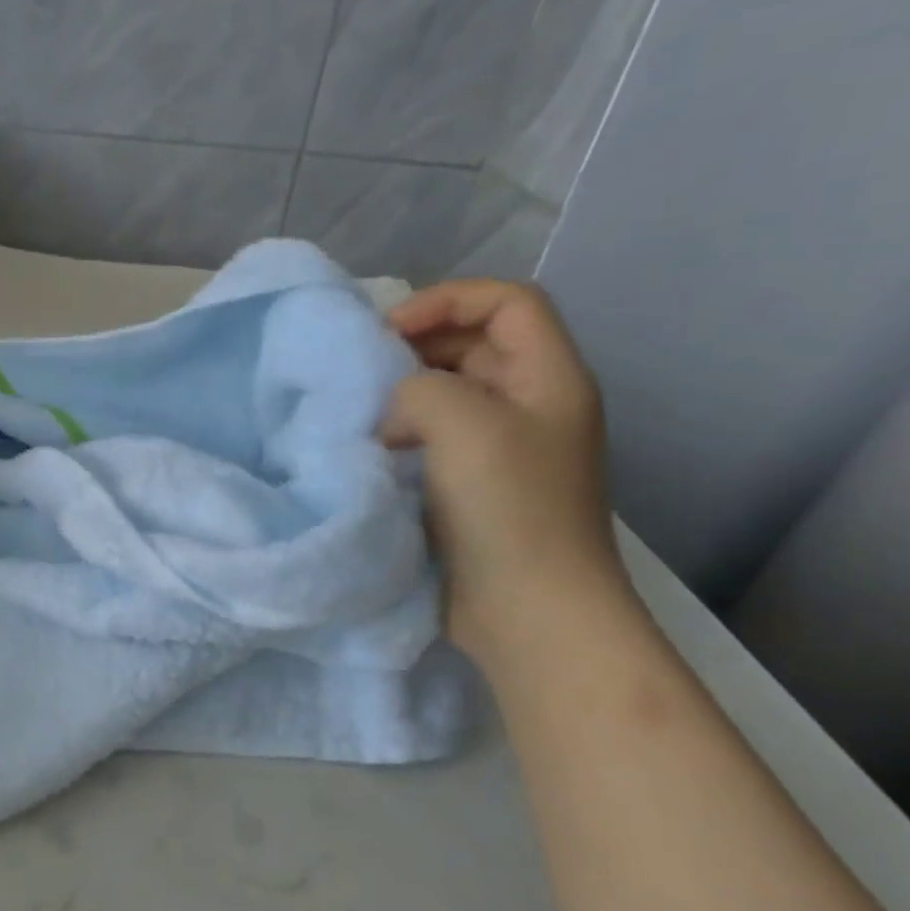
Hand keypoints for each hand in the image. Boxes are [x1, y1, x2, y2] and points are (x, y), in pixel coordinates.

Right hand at [380, 280, 628, 663]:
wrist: (526, 610)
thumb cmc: (507, 508)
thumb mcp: (463, 423)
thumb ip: (418, 388)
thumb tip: (394, 416)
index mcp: (548, 378)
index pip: (507, 302)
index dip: (447, 300)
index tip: (387, 332)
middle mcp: (529, 406)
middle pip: (474, 345)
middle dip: (416, 346)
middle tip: (363, 370)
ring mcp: (500, 451)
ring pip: (448, 395)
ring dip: (403, 395)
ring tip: (361, 413)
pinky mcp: (470, 489)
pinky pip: (432, 440)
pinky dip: (400, 436)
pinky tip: (371, 452)